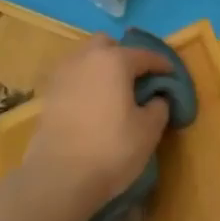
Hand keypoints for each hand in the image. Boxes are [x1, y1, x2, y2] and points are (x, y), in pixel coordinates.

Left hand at [25, 36, 171, 209]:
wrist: (60, 175)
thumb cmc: (111, 148)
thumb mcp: (148, 131)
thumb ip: (158, 107)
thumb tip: (156, 98)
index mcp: (114, 60)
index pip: (144, 55)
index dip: (161, 64)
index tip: (171, 75)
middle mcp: (86, 58)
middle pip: (107, 45)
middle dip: (123, 56)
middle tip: (136, 80)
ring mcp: (63, 74)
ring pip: (86, 58)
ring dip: (101, 67)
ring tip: (113, 92)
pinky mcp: (48, 93)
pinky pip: (73, 77)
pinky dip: (85, 82)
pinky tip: (92, 104)